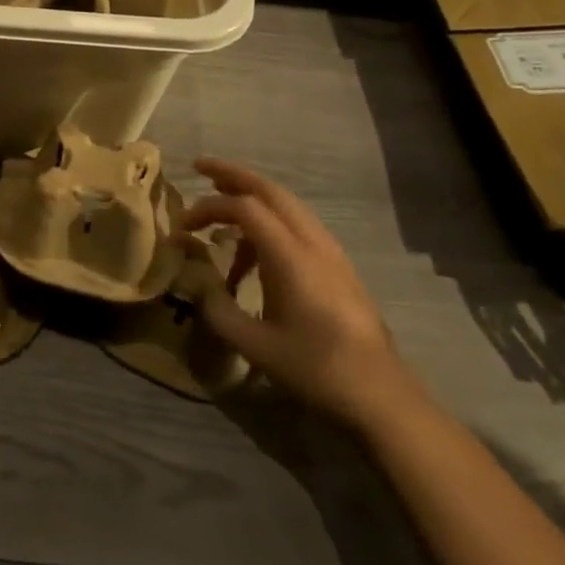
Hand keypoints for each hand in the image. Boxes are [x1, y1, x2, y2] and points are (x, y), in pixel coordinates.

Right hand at [182, 158, 422, 429]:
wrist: (381, 397)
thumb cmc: (316, 370)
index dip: (209, 207)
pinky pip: (298, 224)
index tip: (183, 226)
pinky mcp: (338, 266)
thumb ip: (218, 309)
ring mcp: (330, 252)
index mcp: (292, 256)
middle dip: (233, 175)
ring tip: (222, 205)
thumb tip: (196, 284)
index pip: (245, 207)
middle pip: (270, 190)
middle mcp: (313, 243)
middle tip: (200, 167)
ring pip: (287, 204)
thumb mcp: (255, 346)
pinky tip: (253, 249)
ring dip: (253, 195)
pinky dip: (270, 219)